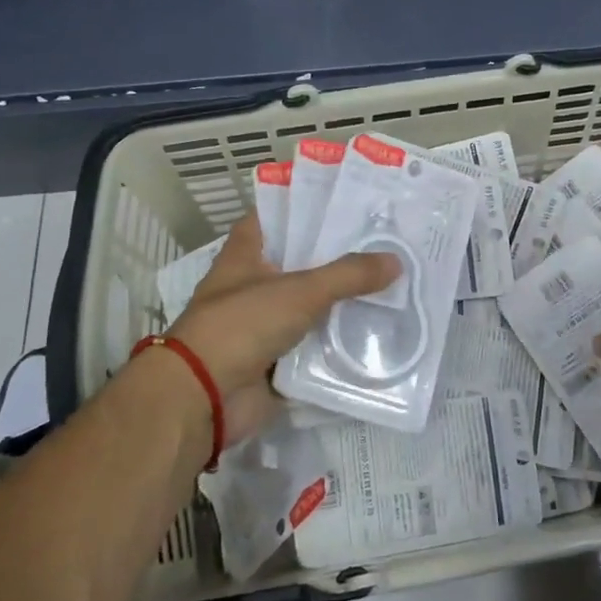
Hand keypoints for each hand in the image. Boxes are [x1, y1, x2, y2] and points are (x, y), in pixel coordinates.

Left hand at [160, 214, 397, 447]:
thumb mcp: (300, 291)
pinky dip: (339, 343)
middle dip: (338, 256)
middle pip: (300, 262)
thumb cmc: (242, 325)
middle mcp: (252, 285)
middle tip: (384, 244)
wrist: (204, 398)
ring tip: (392, 285)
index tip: (345, 202)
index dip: (304, 206)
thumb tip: (396, 260)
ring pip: (311, 306)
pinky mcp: (275, 360)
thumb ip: (348, 275)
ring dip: (342, 302)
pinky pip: (314, 346)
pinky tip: (376, 332)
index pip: (274, 218)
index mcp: (245, 255)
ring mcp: (263, 325)